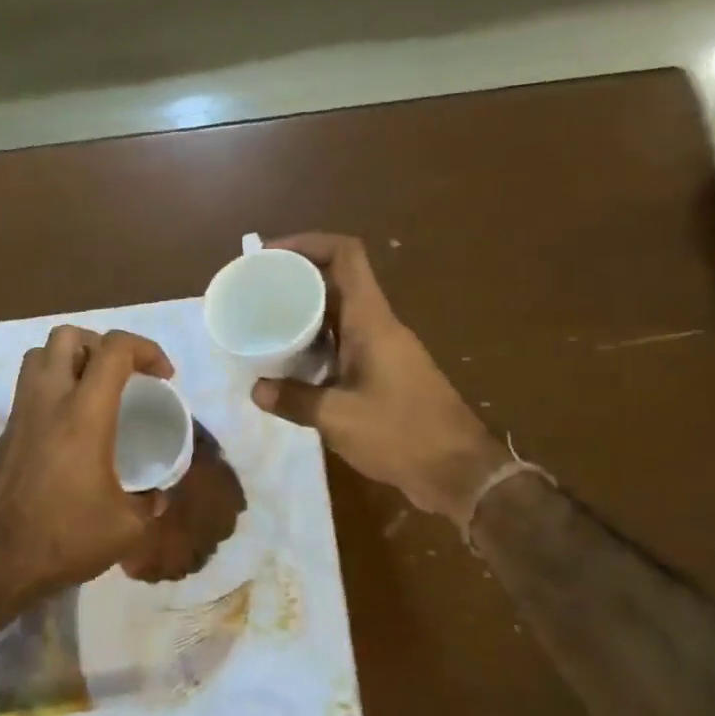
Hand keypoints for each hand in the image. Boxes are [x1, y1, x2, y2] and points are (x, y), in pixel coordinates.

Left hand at [0, 327, 172, 597]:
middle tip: (123, 376)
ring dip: (71, 359)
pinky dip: (52, 389)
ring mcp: (20, 414)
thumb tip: (157, 496)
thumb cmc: (64, 538)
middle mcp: (48, 401)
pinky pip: (28, 388)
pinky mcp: (4, 433)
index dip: (146, 349)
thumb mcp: (126, 528)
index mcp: (84, 414)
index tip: (163, 377)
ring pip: (39, 355)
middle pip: (68, 336)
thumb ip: (150, 504)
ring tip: (94, 391)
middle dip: (102, 344)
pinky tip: (69, 428)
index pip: (114, 350)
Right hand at [251, 233, 504, 518]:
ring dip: (303, 312)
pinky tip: (289, 363)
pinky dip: (315, 343)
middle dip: (294, 278)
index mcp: (371, 322)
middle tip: (255, 290)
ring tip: (263, 322)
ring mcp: (383, 349)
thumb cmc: (403, 435)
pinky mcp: (384, 372)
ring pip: (338, 313)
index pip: (345, 256)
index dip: (307, 243)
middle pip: (336, 280)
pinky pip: (343, 343)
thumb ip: (294, 400)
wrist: (460, 472)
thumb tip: (255, 389)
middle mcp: (378, 326)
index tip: (268, 255)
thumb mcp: (339, 419)